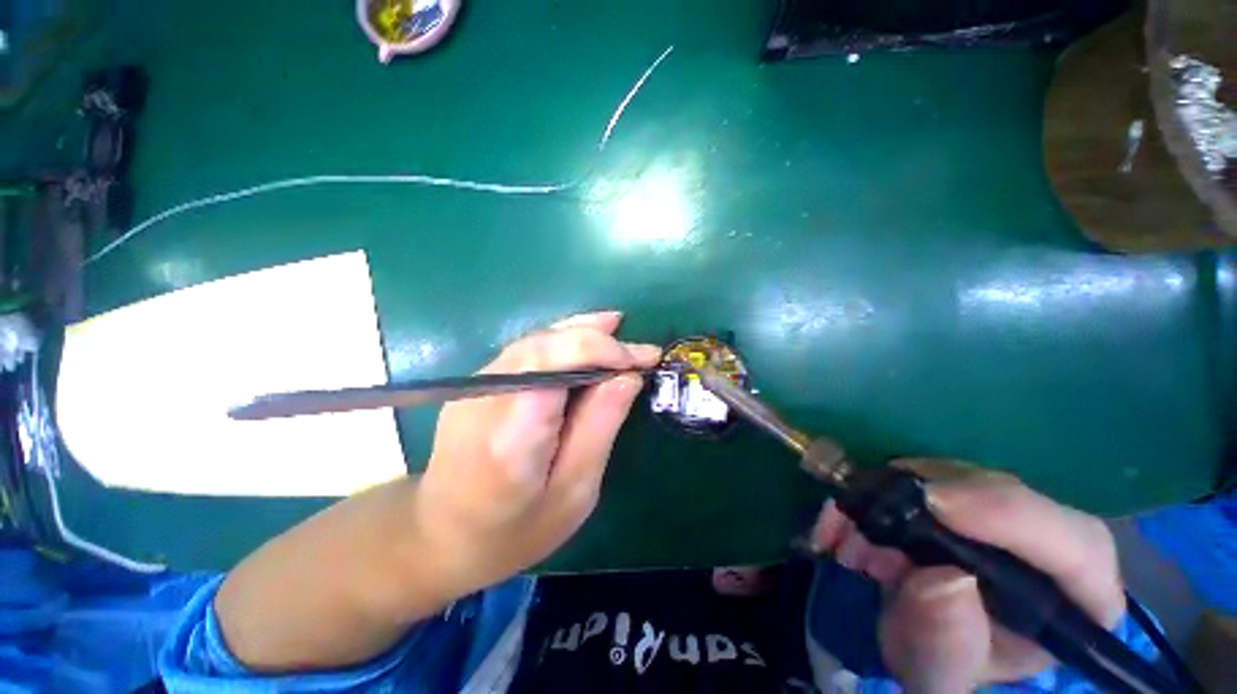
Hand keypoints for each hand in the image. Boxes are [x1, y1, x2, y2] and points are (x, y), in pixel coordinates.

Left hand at [414, 310, 660, 599]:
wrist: (438, 536)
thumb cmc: (514, 531)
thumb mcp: (574, 491)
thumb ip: (600, 426)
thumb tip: (628, 377)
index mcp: (513, 430)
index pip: (560, 363)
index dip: (607, 352)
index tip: (646, 359)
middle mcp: (487, 395)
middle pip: (547, 344)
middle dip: (598, 339)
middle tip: (639, 347)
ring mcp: (474, 385)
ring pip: (536, 340)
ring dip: (580, 332)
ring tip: (615, 327)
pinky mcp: (475, 384)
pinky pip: (525, 350)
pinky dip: (559, 340)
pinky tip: (581, 339)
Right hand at [809, 460, 1125, 692]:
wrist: (916, 636)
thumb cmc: (941, 662)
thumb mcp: (936, 672)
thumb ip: (945, 645)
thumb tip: (945, 579)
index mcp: (1075, 603)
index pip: (1076, 546)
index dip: (1011, 516)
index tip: (934, 504)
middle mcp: (1047, 546)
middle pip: (1002, 496)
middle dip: (922, 506)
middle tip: (862, 532)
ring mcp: (1000, 513)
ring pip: (951, 477)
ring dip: (886, 497)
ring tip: (845, 538)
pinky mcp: (958, 493)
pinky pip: (915, 473)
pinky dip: (873, 489)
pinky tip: (844, 521)